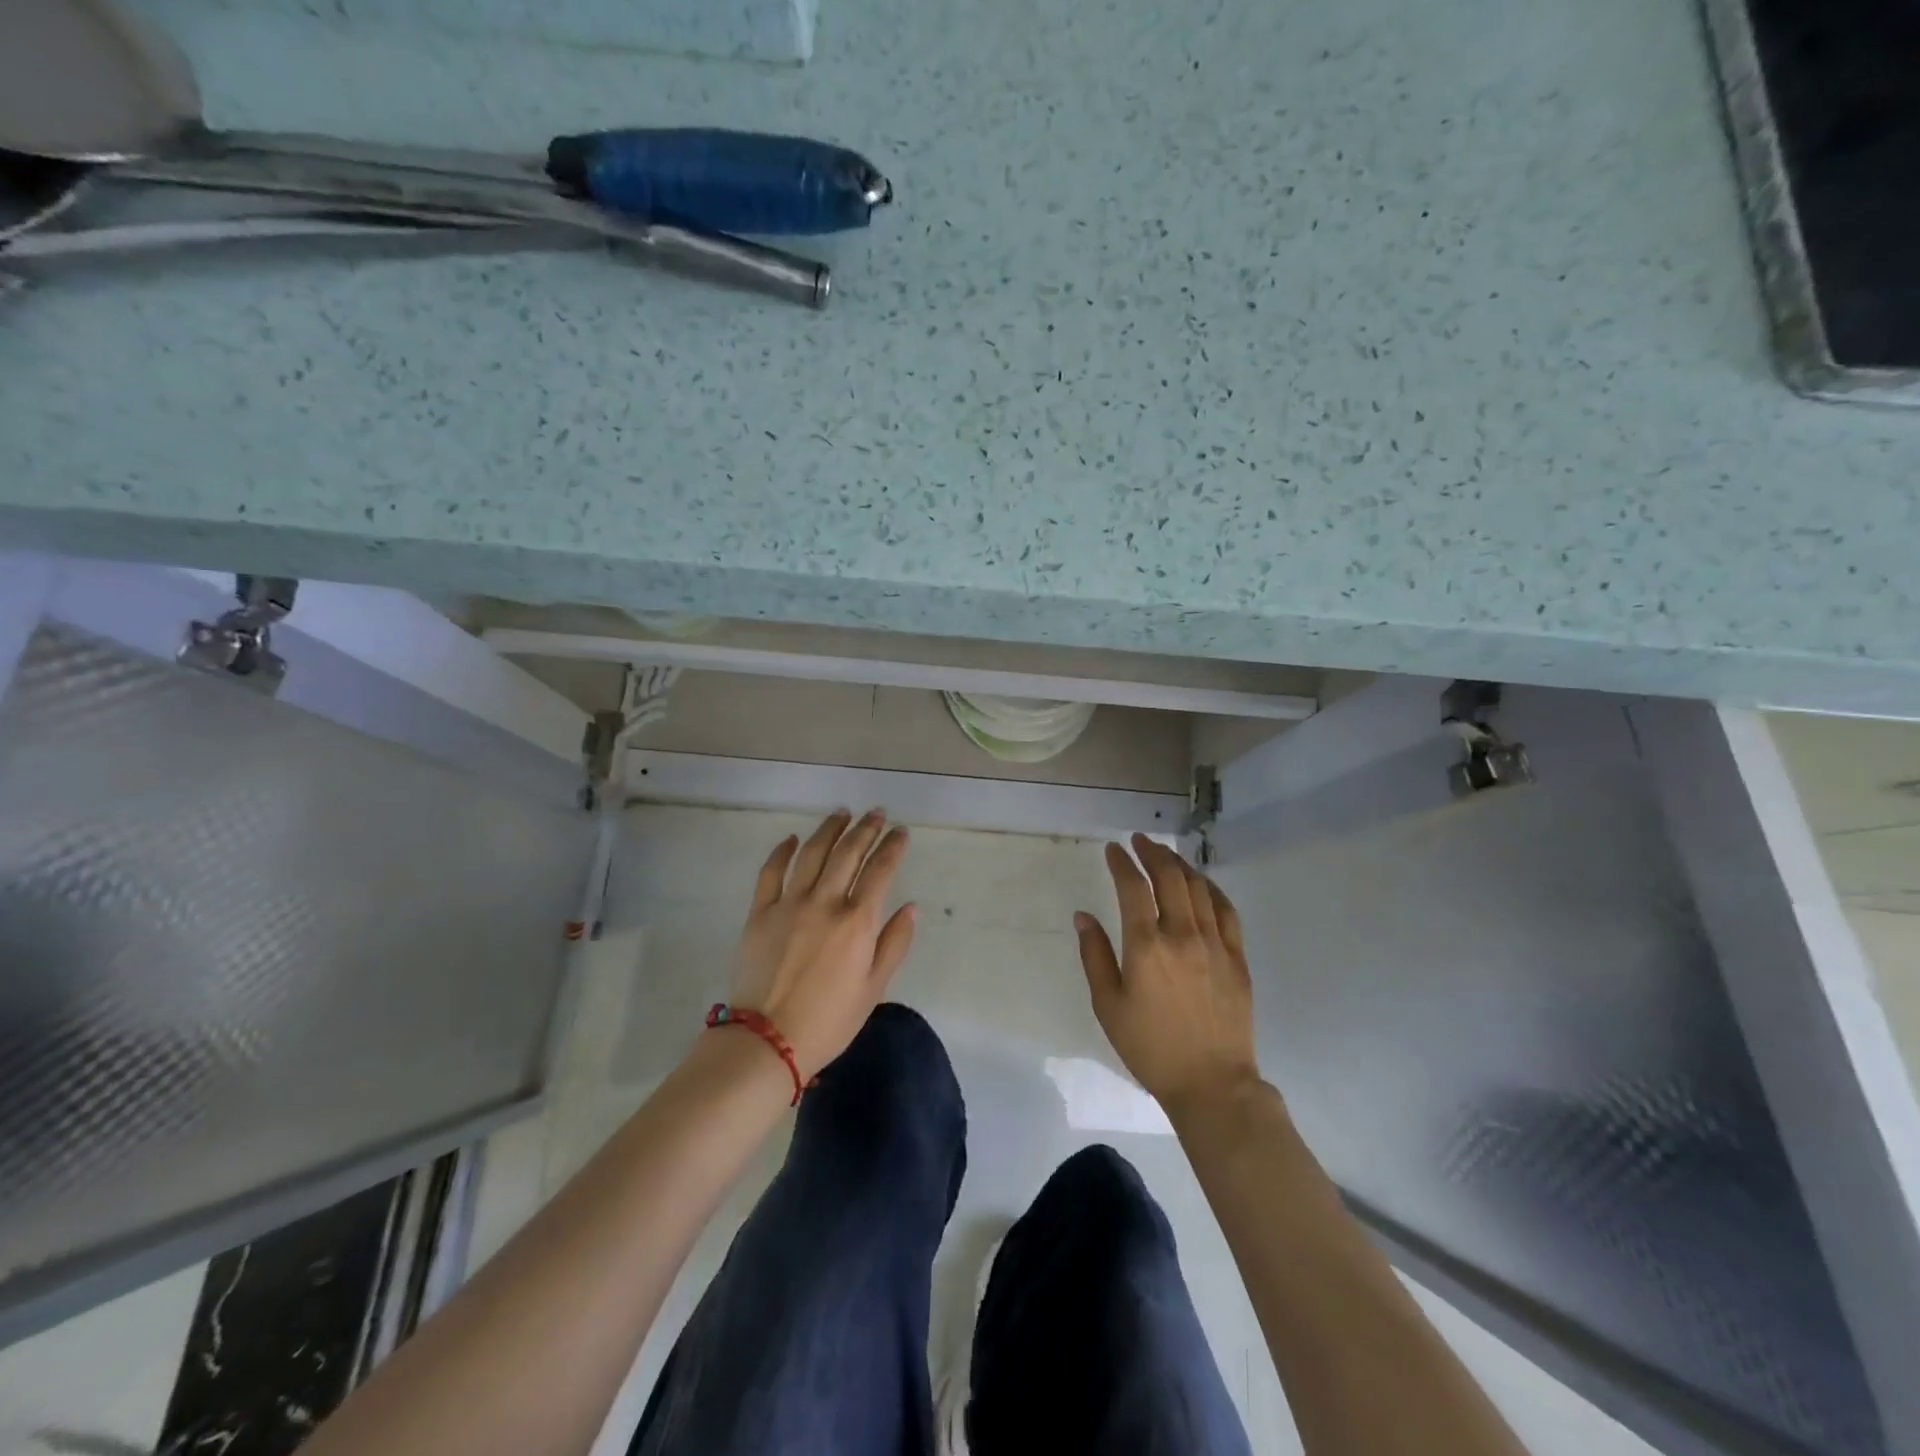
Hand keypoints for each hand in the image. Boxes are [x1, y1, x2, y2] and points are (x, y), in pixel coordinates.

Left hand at [730, 809, 916, 1079]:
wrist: (768, 1040)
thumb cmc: (830, 1020)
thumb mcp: (874, 987)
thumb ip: (894, 943)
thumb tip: (911, 907)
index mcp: (857, 921)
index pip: (880, 870)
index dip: (893, 847)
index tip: (901, 832)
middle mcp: (825, 902)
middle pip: (848, 853)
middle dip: (866, 828)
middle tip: (877, 813)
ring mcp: (789, 904)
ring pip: (812, 853)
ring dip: (829, 830)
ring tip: (842, 813)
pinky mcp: (760, 912)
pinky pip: (770, 872)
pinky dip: (782, 851)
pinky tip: (792, 838)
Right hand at [1075, 834, 1260, 1110]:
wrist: (1212, 1084)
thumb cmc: (1150, 1047)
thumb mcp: (1108, 1006)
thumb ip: (1094, 955)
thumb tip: (1083, 916)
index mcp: (1146, 946)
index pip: (1133, 888)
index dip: (1121, 863)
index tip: (1113, 849)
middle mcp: (1182, 935)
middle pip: (1169, 877)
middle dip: (1152, 852)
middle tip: (1140, 841)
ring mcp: (1215, 944)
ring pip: (1198, 888)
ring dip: (1179, 864)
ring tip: (1165, 855)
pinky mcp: (1237, 957)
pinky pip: (1226, 910)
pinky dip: (1211, 888)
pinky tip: (1201, 883)